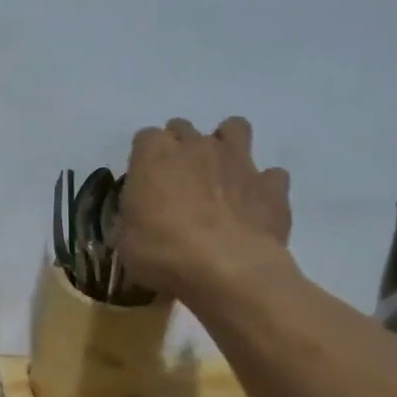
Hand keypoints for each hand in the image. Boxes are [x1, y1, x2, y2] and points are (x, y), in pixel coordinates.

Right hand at [118, 116, 294, 299]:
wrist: (226, 268)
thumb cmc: (162, 251)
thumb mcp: (126, 240)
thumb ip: (132, 218)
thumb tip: (139, 219)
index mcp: (154, 154)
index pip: (145, 138)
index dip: (144, 160)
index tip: (143, 184)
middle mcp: (197, 146)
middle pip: (185, 129)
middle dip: (180, 148)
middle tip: (177, 182)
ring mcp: (238, 161)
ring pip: (235, 129)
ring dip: (226, 145)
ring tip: (220, 175)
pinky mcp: (271, 185)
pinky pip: (270, 175)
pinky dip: (262, 186)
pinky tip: (253, 206)